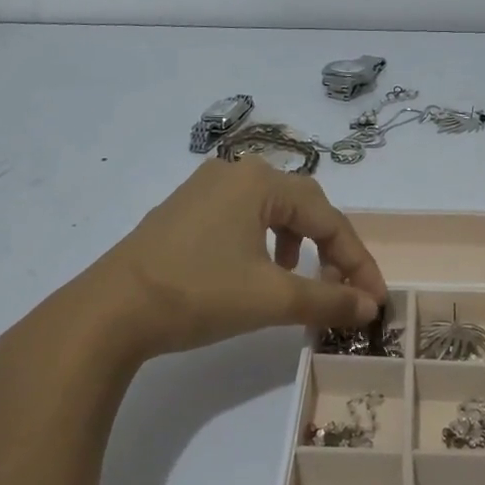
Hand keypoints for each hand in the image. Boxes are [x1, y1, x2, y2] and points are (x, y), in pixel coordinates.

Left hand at [18, 160, 387, 366]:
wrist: (109, 311)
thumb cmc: (198, 293)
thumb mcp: (272, 299)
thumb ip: (329, 300)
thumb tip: (370, 306)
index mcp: (260, 180)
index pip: (329, 218)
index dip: (357, 261)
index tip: (375, 300)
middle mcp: (233, 172)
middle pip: (303, 206)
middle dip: (330, 249)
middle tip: (343, 287)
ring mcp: (203, 190)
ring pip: (272, 212)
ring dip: (298, 245)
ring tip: (300, 280)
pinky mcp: (183, 212)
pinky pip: (241, 219)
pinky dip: (264, 244)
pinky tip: (257, 273)